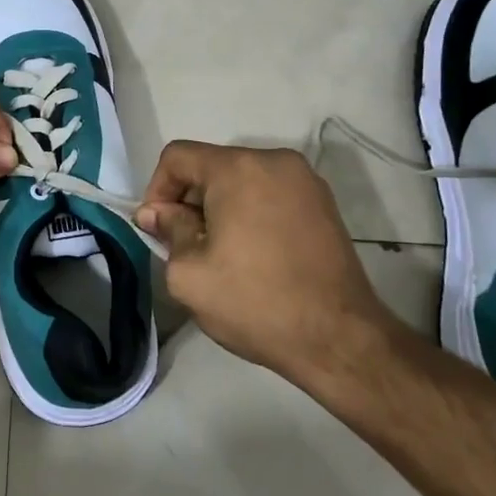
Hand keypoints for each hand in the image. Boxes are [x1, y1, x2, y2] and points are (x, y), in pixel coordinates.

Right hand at [136, 142, 398, 385]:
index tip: (158, 230)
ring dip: (221, 207)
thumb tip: (158, 213)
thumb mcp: (189, 273)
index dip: (157, 190)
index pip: (177, 157)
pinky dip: (251, 212)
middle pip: (212, 166)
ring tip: (221, 252)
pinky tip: (253, 253)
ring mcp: (305, 180)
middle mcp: (274, 161)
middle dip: (190, 200)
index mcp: (237, 168)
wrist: (339, 339)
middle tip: (186, 245)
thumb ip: (168, 231)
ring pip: (242, 179)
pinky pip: (270, 194)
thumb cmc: (255, 302)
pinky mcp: (324, 203)